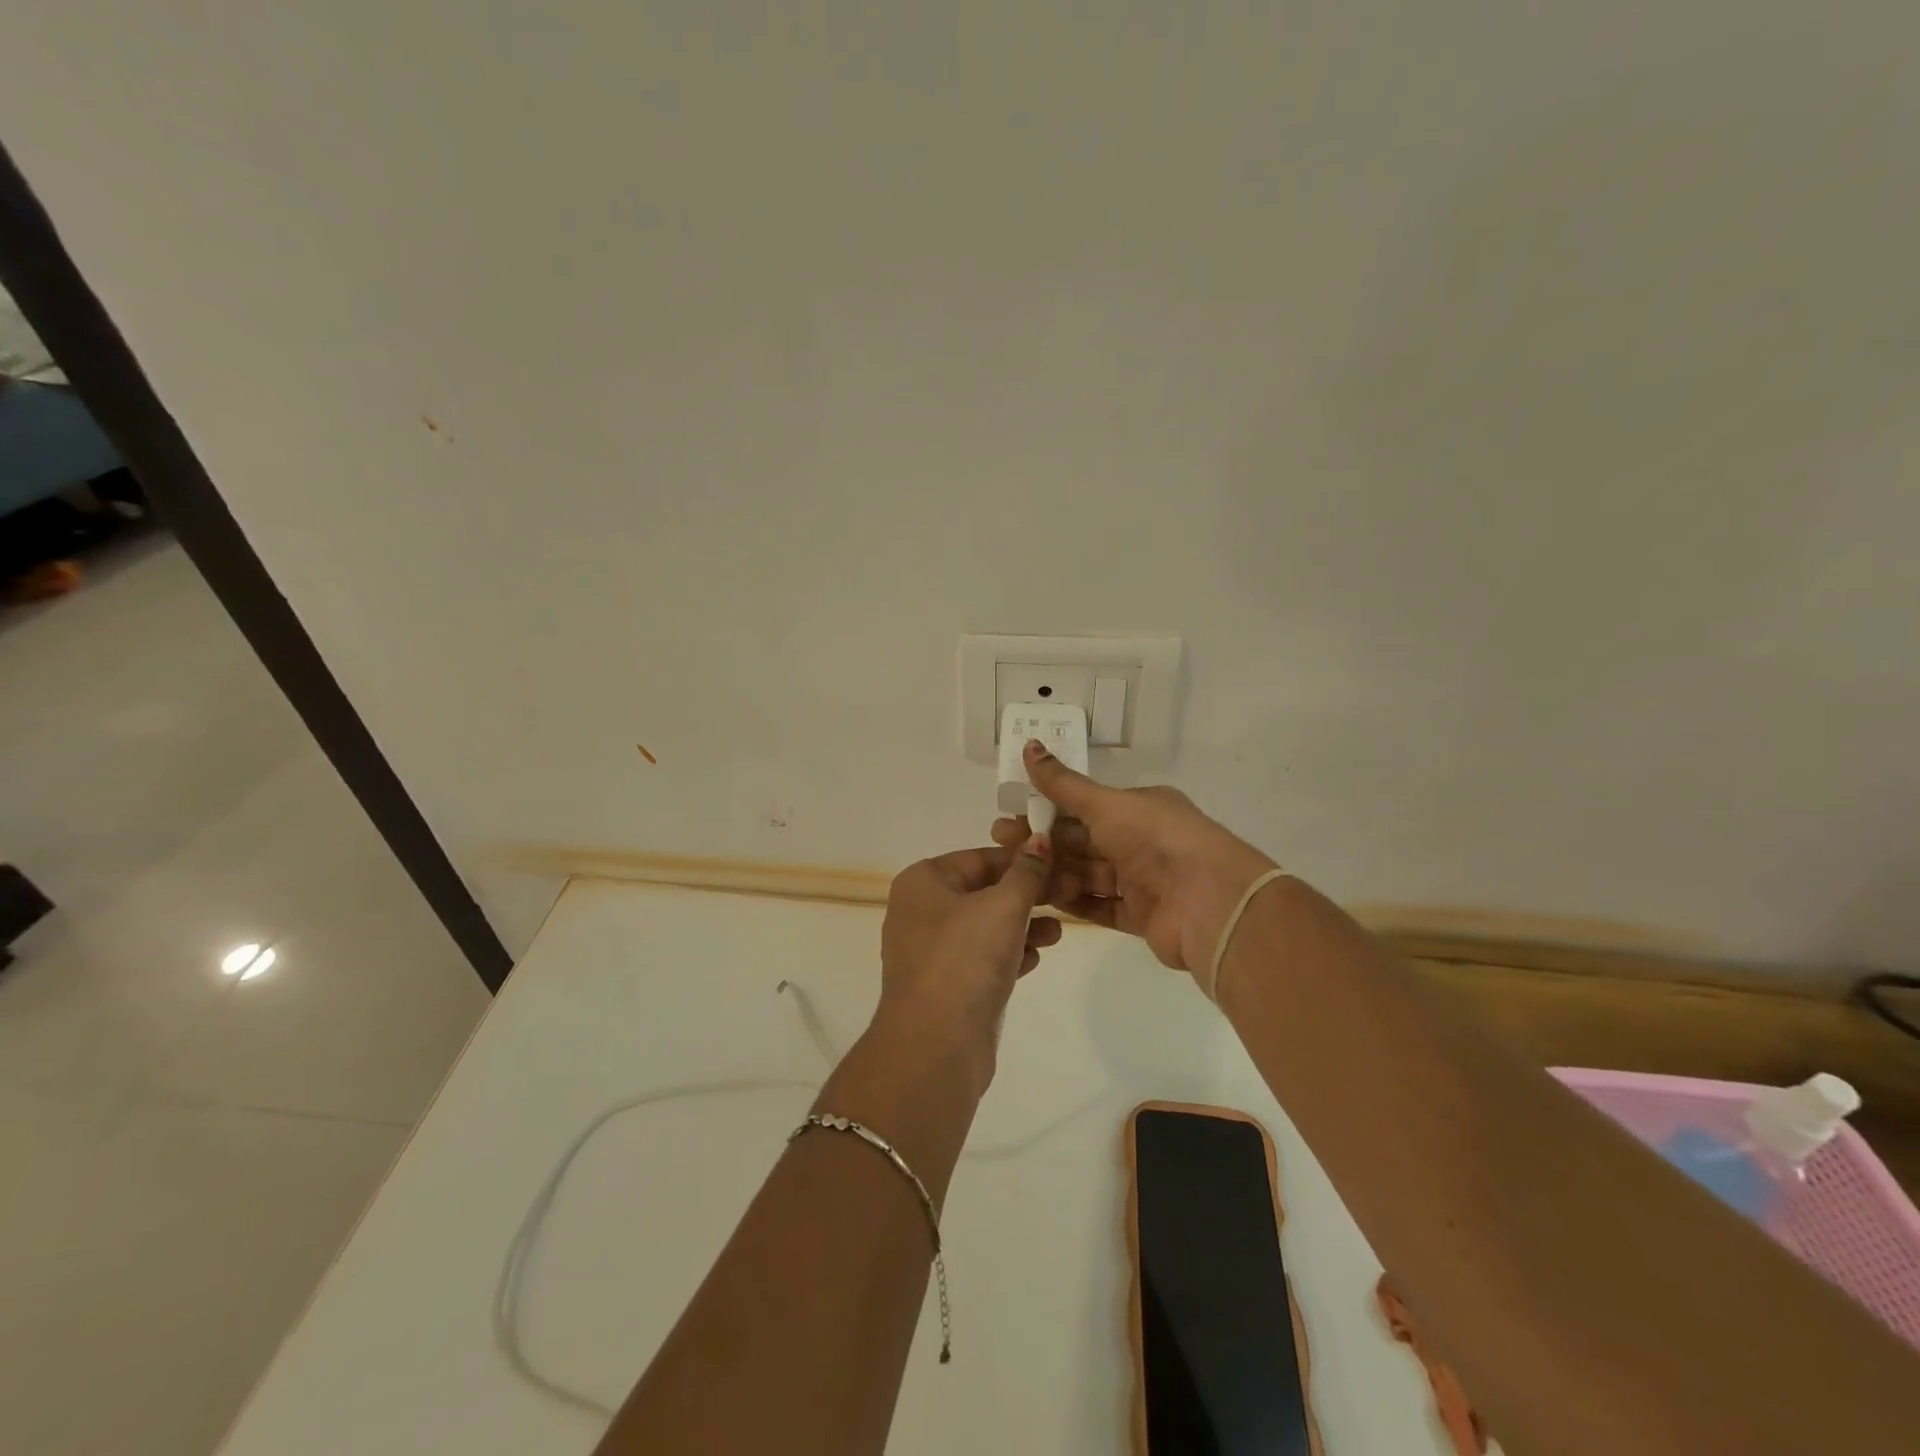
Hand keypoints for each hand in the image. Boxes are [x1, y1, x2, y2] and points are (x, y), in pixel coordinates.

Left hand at [877, 840, 1060, 1088]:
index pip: (980, 858)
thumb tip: (1039, 838)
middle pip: (982, 891)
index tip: (1060, 864)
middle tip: (1067, 896)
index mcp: (923, 882)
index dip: (1022, 859)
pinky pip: (981, 958)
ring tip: (1057, 933)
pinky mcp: (944, 985)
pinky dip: (1008, 954)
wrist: (936, 1044)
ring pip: (984, 927)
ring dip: (1022, 926)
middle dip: (1026, 895)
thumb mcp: (1003, 906)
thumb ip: (1026, 872)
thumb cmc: (966, 958)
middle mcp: (920, 911)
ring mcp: (930, 951)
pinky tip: (1035, 960)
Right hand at [991, 739, 1278, 979]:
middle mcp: (1142, 841)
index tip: (1010, 815)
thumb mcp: (1106, 804)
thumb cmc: (1156, 839)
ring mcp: (1143, 880)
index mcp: (1139, 808)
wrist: (1208, 902)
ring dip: (1055, 873)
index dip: (1046, 809)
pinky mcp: (1142, 917)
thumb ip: (1064, 785)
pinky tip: (1042, 901)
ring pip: (1089, 875)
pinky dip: (1074, 903)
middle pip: (1083, 842)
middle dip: (1044, 843)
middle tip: (1001, 846)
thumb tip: (1029, 746)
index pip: (1084, 806)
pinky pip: (1100, 907)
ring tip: (1017, 876)